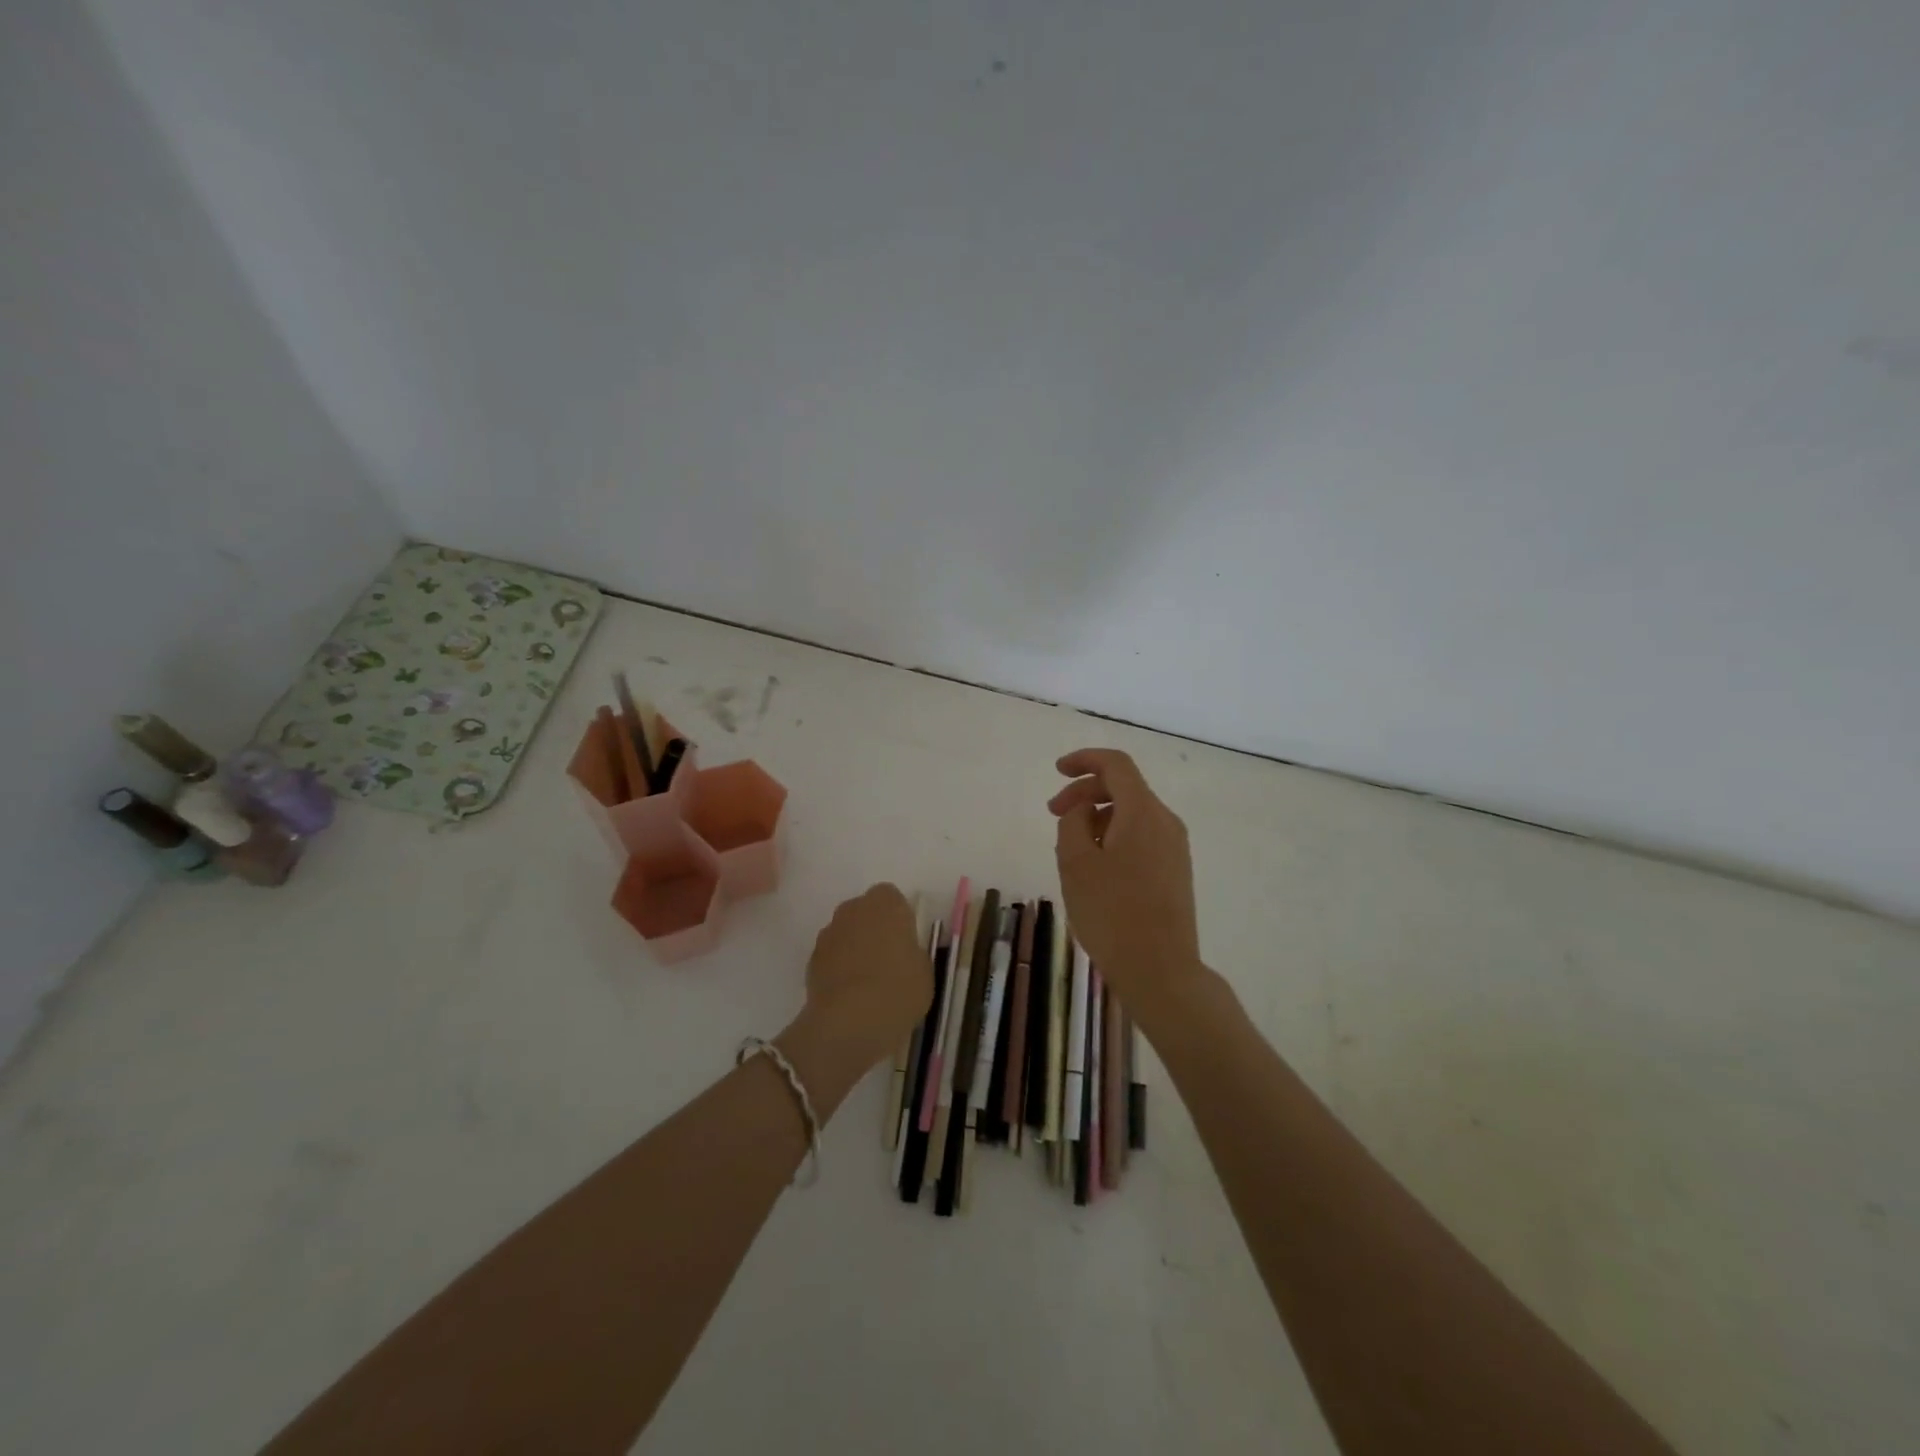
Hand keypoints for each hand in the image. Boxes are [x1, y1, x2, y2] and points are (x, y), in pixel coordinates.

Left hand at [789, 884, 930, 1080]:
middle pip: (865, 911)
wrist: (848, 1021)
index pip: (892, 897)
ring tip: (867, 982)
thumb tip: (903, 953)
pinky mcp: (811, 959)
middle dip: (873, 929)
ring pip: (846, 933)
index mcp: (886, 904)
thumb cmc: (897, 989)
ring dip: (854, 948)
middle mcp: (854, 909)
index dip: (898, 918)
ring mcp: (829, 932)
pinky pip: (831, 956)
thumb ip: (913, 953)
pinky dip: (838, 968)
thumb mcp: (924, 972)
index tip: (905, 942)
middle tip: (887, 960)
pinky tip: (849, 994)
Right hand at [1050, 748, 1204, 1020]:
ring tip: (1070, 849)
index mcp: (1143, 812)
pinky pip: (1141, 837)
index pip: (1116, 765)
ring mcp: (1175, 847)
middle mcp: (1165, 822)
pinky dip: (1114, 836)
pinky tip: (1095, 867)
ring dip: (1098, 817)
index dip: (1084, 759)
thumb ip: (1073, 822)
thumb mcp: (1075, 862)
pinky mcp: (1175, 870)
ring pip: (1132, 814)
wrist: (1161, 970)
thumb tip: (1085, 810)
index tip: (1057, 770)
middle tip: (1053, 814)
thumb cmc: (1111, 913)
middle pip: (1124, 788)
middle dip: (1085, 793)